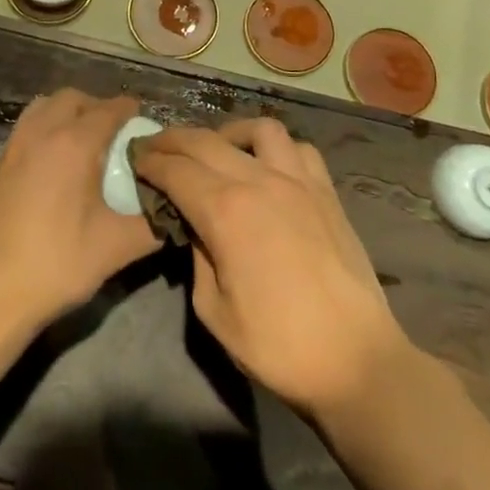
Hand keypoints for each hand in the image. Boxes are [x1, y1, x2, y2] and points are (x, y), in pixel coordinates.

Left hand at [0, 89, 159, 333]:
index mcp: (73, 144)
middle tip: (116, 132)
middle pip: (73, 99)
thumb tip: (175, 209)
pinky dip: (46, 127)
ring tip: (85, 140)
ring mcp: (14, 146)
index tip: (144, 119)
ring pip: (44, 107)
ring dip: (68, 112)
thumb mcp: (117, 247)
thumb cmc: (57, 264)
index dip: (129, 110)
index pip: (108, 110)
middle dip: (97, 106)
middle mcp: (41, 133)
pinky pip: (27, 126)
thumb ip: (154, 223)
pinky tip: (55, 161)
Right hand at [133, 119, 409, 416]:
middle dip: (173, 139)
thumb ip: (197, 257)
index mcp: (225, 211)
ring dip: (228, 133)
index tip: (134, 158)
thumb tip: (195, 226)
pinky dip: (276, 148)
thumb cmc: (278, 345)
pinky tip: (267, 165)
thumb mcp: (214, 311)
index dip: (150, 161)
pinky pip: (298, 148)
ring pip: (258, 129)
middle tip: (155, 146)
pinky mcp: (326, 191)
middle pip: (206, 141)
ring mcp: (298, 181)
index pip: (175, 170)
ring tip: (216, 149)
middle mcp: (259, 181)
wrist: (356, 360)